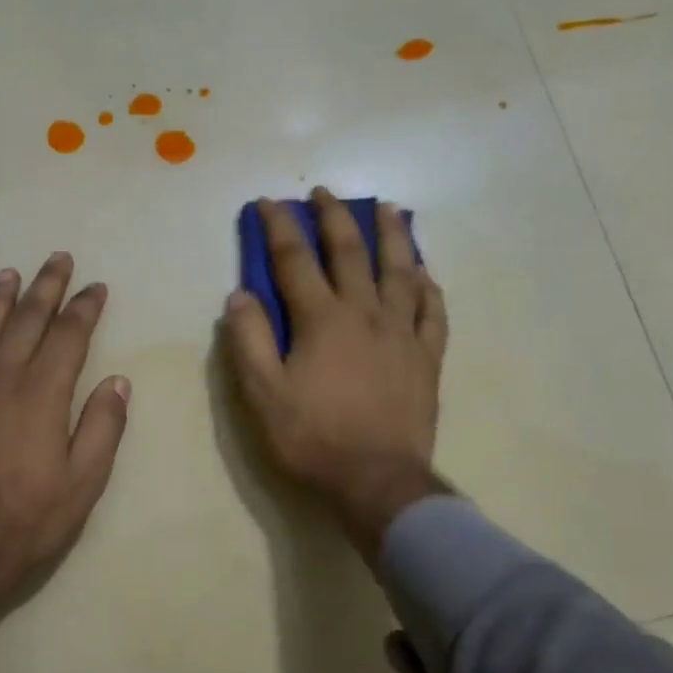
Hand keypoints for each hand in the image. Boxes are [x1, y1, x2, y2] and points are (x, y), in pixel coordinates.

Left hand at [0, 253, 130, 631]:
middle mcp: (1, 380)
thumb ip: (102, 427)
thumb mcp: (83, 482)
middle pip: (26, 320)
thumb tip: (118, 381)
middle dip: (46, 287)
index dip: (85, 308)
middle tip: (58, 259)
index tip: (97, 288)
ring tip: (10, 273)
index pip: (68, 336)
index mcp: (42, 395)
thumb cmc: (27, 520)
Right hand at [221, 188, 449, 554]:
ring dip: (392, 235)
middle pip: (350, 251)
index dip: (279, 227)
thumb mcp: (263, 393)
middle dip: (334, 216)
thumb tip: (240, 295)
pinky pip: (432, 312)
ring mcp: (402, 333)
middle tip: (325, 192)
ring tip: (388, 209)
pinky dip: (427, 287)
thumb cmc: (312, 437)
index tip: (267, 202)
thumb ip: (249, 340)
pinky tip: (424, 274)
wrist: (377, 480)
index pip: (295, 260)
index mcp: (322, 319)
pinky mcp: (426, 357)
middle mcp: (365, 313)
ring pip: (400, 271)